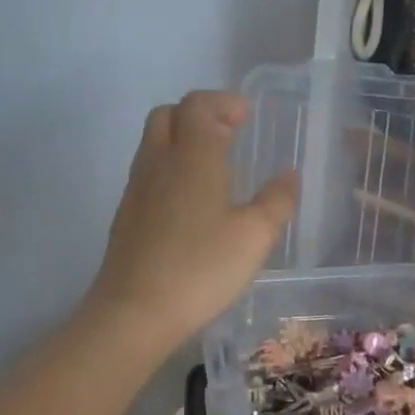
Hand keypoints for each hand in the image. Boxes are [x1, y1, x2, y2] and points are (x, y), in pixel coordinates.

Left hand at [84, 91, 296, 350]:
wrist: (133, 312)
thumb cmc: (200, 269)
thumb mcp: (254, 237)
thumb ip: (276, 201)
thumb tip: (288, 175)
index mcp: (191, 156)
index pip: (198, 104)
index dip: (223, 102)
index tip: (247, 117)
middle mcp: (158, 162)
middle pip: (169, 114)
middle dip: (199, 114)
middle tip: (229, 134)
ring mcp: (136, 188)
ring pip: (154, 142)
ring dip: (182, 140)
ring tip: (214, 166)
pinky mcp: (126, 214)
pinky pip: (148, 171)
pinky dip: (170, 167)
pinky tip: (191, 202)